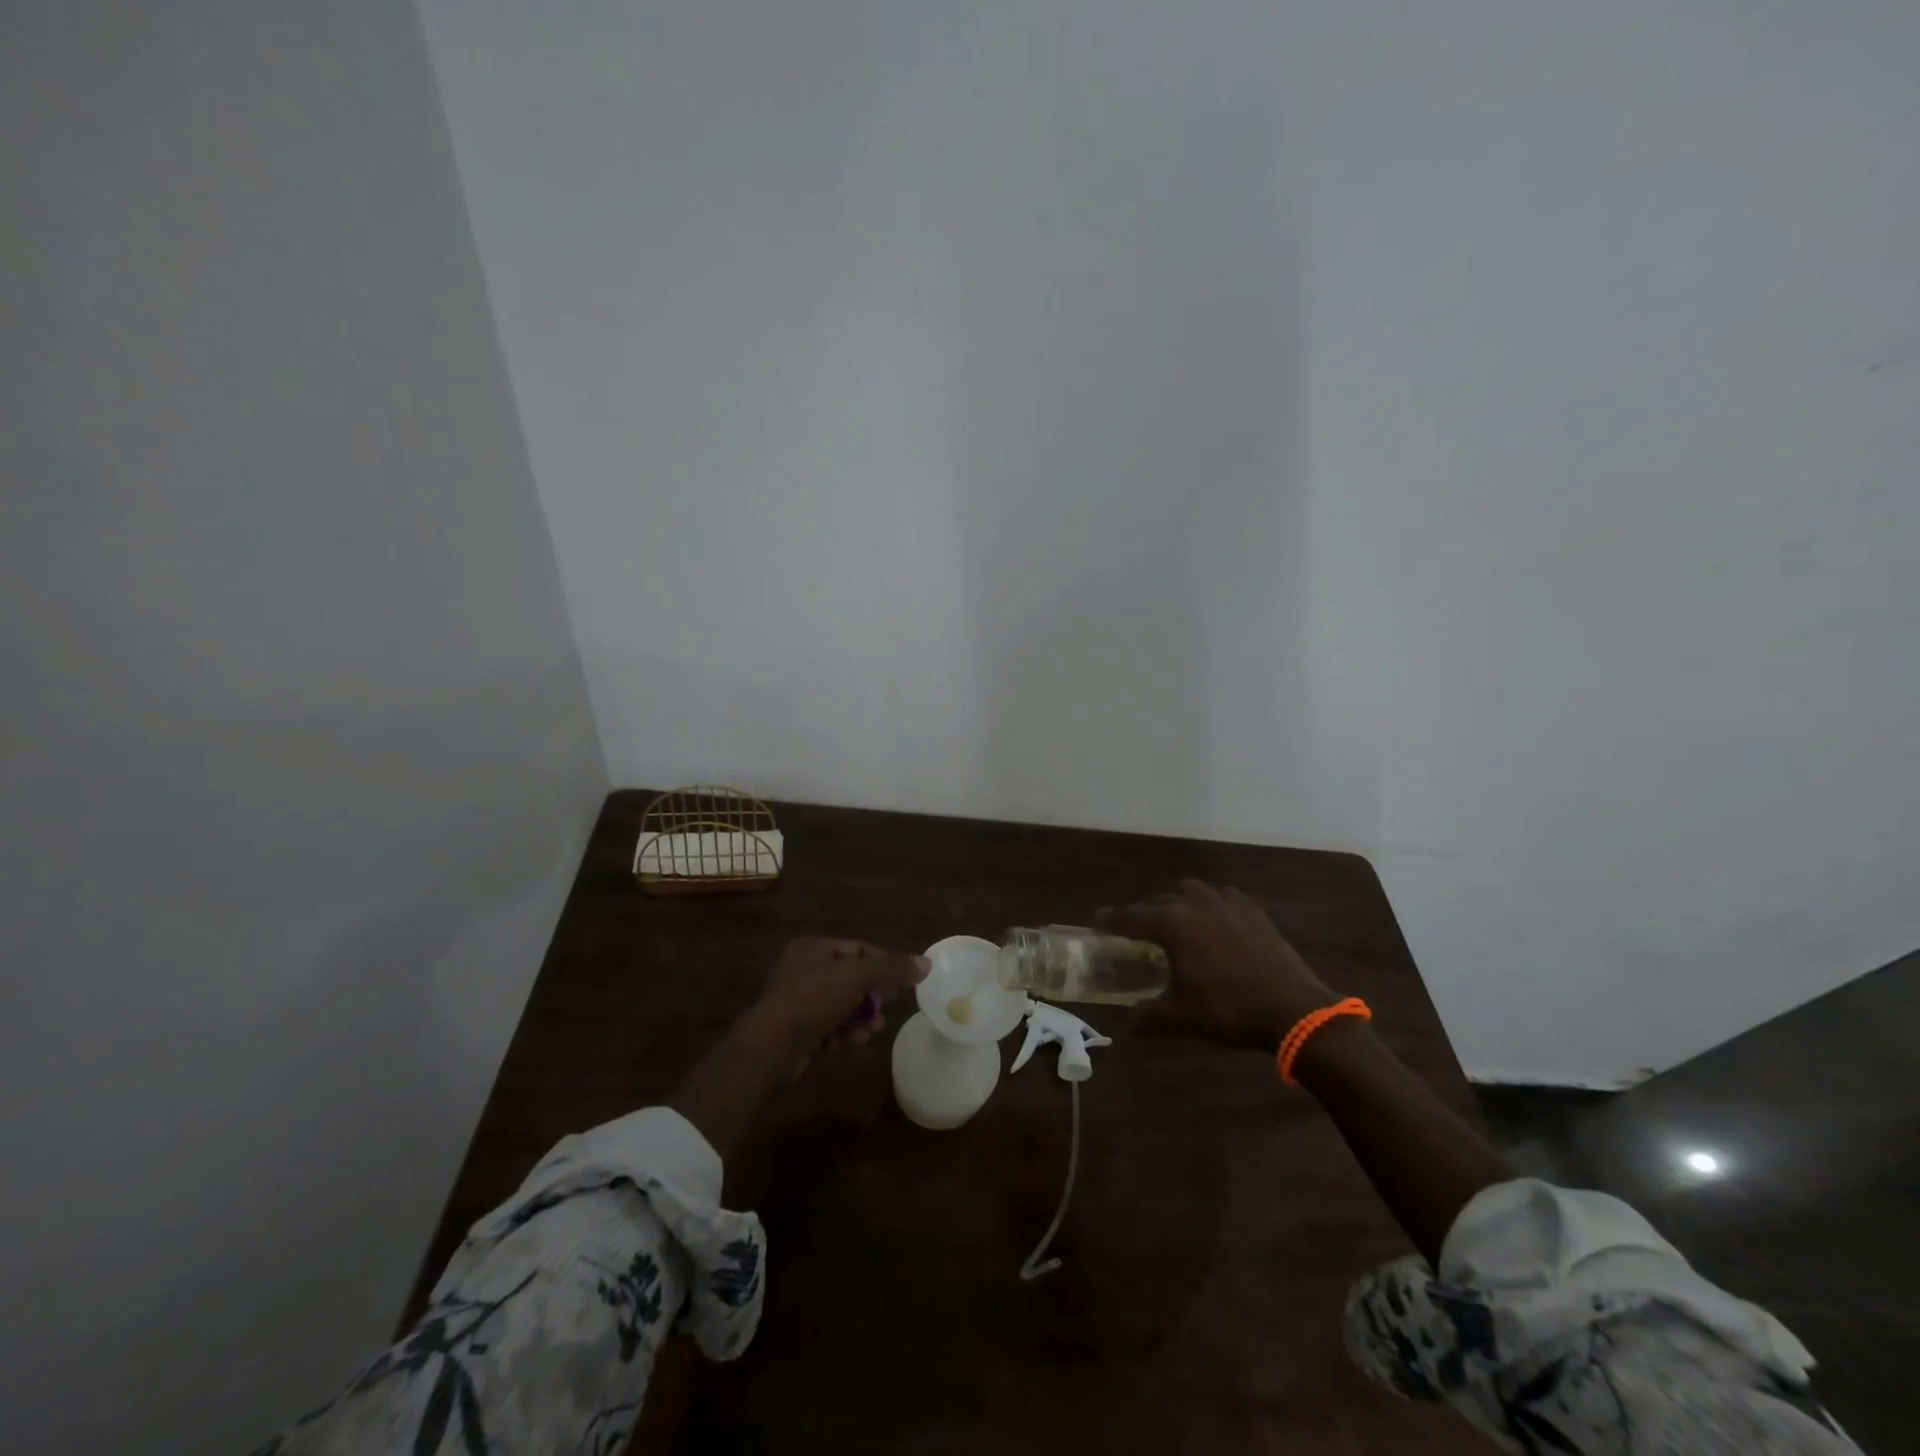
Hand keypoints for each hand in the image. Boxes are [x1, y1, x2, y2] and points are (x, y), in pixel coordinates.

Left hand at [749, 937, 928, 1062]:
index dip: (882, 963)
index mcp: (812, 948)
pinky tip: (854, 1042)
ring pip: (840, 1005)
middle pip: (850, 978)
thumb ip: (892, 969)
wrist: (771, 1046)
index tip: (902, 982)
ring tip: (874, 1029)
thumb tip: (927, 963)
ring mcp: (796, 1000)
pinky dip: (843, 1033)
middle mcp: (802, 969)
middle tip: (890, 1006)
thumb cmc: (813, 999)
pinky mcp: (795, 1029)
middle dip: (872, 995)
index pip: (857, 948)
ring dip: (860, 1017)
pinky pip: (827, 1026)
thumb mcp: (858, 977)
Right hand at [1100, 881, 1336, 1050]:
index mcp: (1172, 923)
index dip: (1111, 920)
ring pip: (1188, 892)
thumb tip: (1129, 1024)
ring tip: (1172, 920)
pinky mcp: (1250, 908)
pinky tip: (1211, 921)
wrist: (1293, 1007)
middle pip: (1158, 900)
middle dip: (1143, 912)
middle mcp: (1194, 902)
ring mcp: (1225, 901)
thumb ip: (1149, 1017)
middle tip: (1135, 929)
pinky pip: (1219, 897)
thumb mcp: (1182, 1018)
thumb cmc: (1229, 1010)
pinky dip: (1206, 905)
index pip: (1130, 916)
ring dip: (1174, 902)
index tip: (1097, 922)